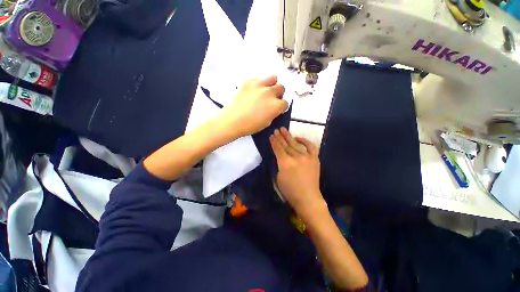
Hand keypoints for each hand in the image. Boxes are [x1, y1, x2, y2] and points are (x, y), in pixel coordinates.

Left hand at [217, 76, 286, 137]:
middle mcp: (270, 93)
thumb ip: (274, 112)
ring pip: (273, 78)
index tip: (277, 108)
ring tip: (265, 90)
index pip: (285, 103)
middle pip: (281, 88)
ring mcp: (259, 85)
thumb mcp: (267, 122)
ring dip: (271, 84)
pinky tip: (253, 90)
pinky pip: (258, 79)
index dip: (281, 106)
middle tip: (272, 98)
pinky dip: (257, 83)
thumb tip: (274, 108)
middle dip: (278, 93)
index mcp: (276, 105)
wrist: (231, 120)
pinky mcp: (249, 82)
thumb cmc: (248, 125)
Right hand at [270, 128, 326, 219]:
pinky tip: (299, 138)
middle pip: (286, 145)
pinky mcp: (315, 159)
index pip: (278, 149)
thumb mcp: (278, 178)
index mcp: (285, 162)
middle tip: (276, 130)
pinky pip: (311, 147)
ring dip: (289, 137)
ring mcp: (306, 157)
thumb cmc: (290, 191)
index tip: (271, 136)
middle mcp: (296, 157)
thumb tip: (282, 158)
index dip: (274, 142)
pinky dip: (305, 141)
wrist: (307, 197)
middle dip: (280, 137)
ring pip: (296, 144)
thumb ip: (280, 165)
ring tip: (284, 130)